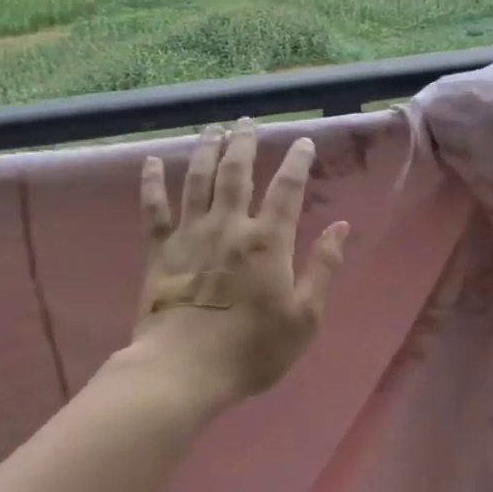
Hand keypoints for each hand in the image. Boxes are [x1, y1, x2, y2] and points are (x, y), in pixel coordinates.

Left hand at [132, 119, 349, 407]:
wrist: (183, 370)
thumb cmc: (252, 349)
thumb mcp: (304, 316)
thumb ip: (323, 267)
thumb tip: (341, 227)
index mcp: (267, 241)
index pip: (287, 189)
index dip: (296, 162)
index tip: (302, 141)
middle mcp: (229, 226)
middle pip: (237, 173)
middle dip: (244, 143)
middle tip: (247, 121)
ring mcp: (191, 235)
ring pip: (198, 180)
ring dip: (206, 150)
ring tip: (212, 129)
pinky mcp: (160, 251)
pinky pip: (154, 209)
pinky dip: (151, 183)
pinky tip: (151, 161)